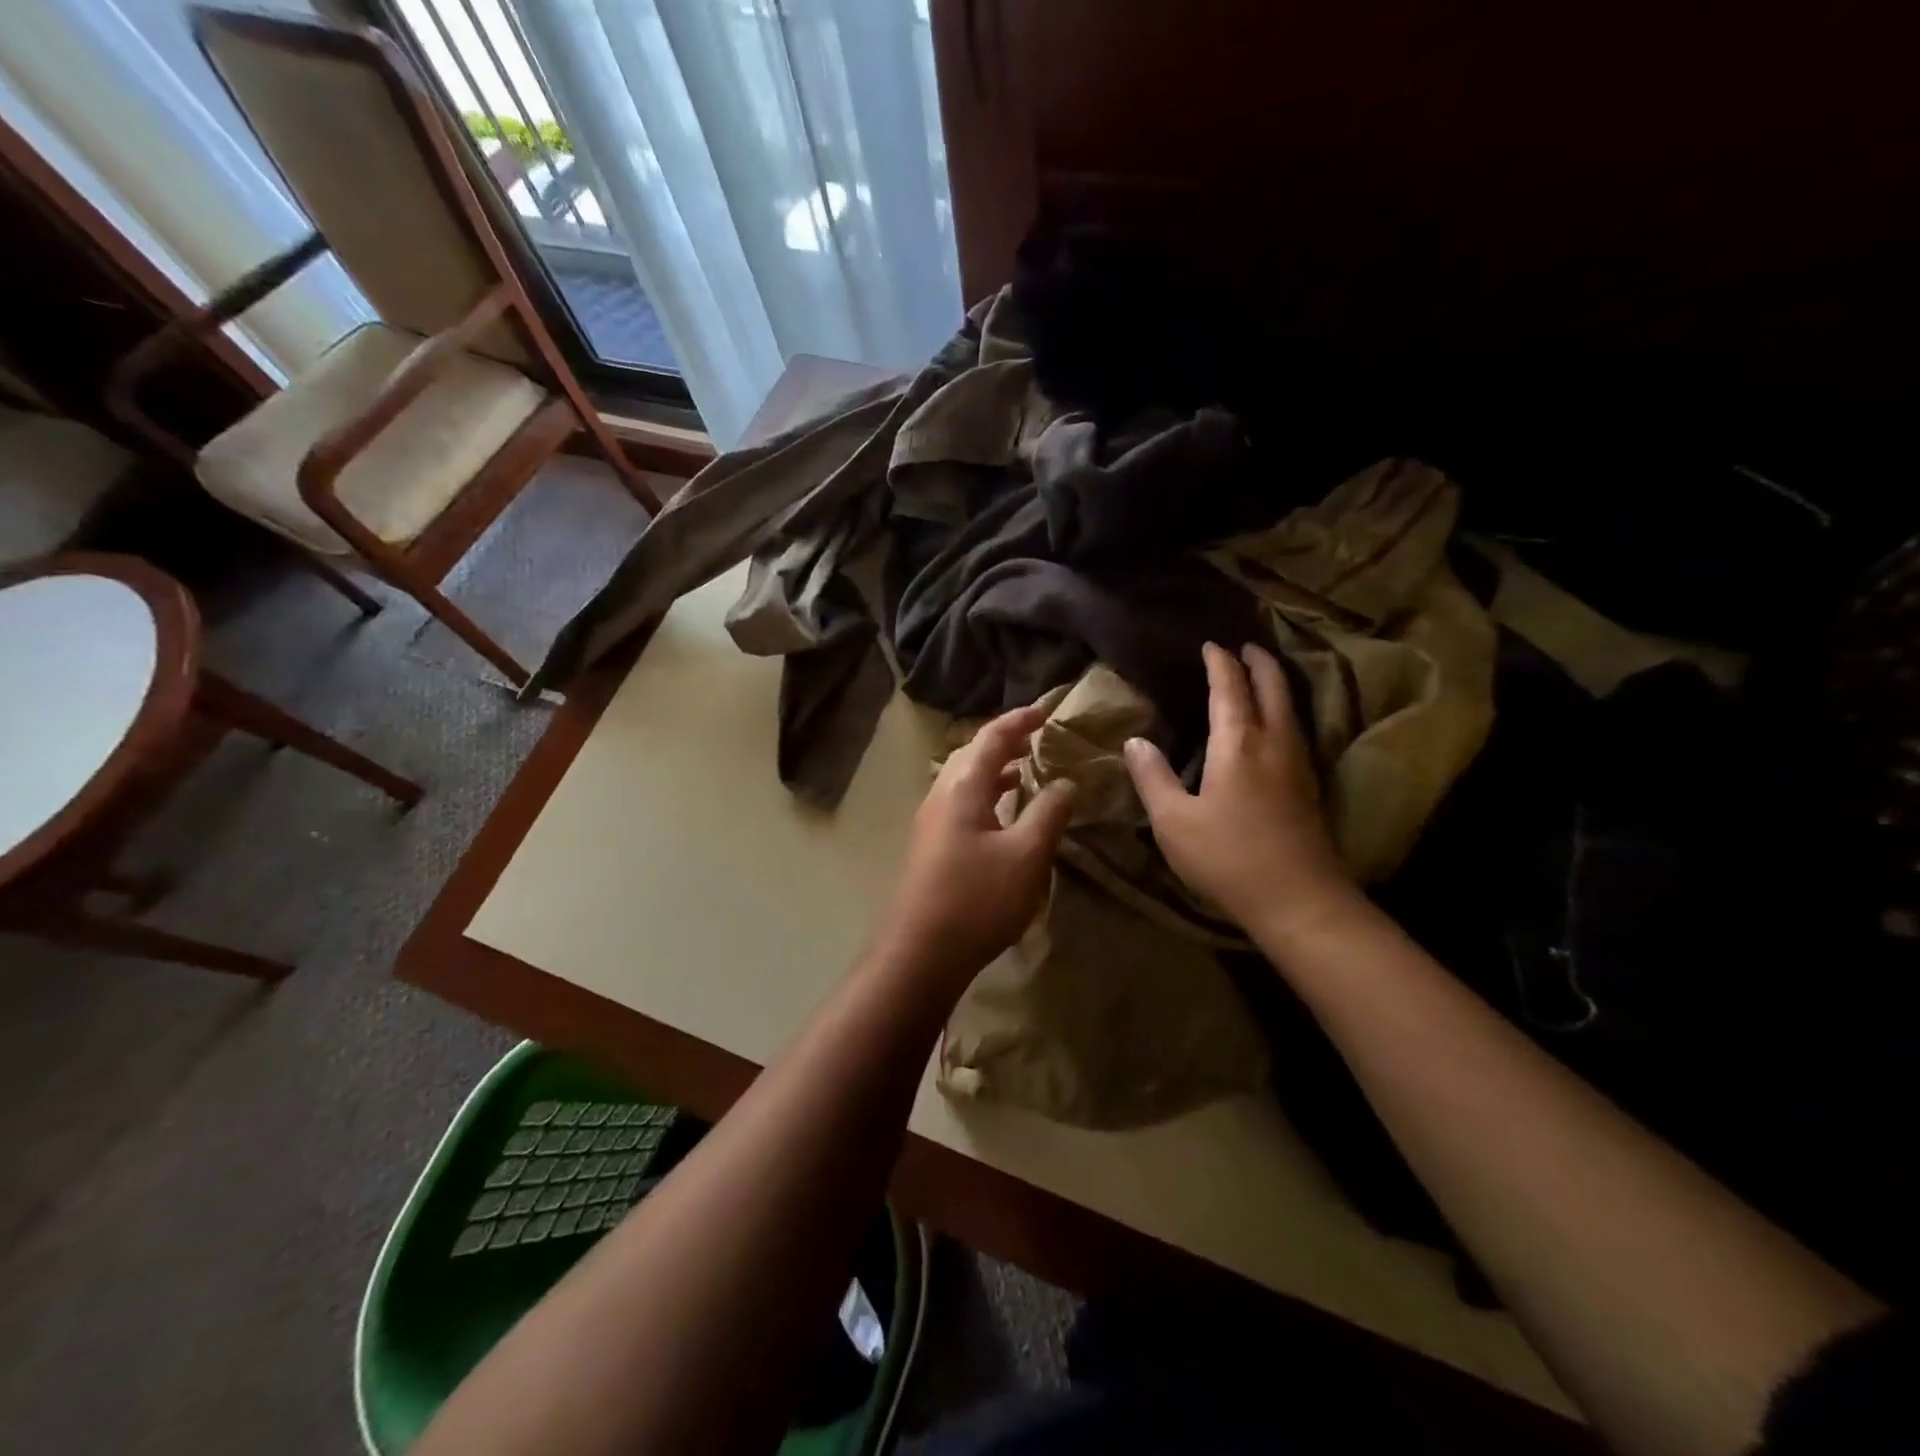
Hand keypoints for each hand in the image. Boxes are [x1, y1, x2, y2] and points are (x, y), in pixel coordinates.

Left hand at [869, 703, 1075, 986]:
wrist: (920, 953)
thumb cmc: (977, 899)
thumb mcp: (1026, 855)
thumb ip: (1048, 812)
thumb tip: (1065, 781)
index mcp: (962, 787)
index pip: (992, 737)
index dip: (1021, 720)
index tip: (1047, 710)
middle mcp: (941, 795)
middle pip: (972, 753)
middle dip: (1004, 741)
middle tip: (1036, 737)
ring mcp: (931, 822)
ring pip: (964, 779)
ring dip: (994, 768)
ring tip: (1025, 769)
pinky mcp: (931, 846)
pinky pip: (961, 803)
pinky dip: (986, 794)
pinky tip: (1003, 814)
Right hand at [1124, 642, 1353, 936]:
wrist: (1300, 901)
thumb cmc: (1228, 858)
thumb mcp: (1174, 821)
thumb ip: (1153, 778)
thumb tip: (1135, 742)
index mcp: (1238, 744)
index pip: (1229, 689)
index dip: (1220, 664)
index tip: (1211, 645)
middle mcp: (1274, 743)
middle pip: (1272, 688)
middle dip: (1259, 662)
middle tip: (1246, 646)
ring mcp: (1298, 765)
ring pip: (1290, 708)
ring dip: (1275, 684)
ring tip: (1261, 675)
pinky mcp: (1309, 787)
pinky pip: (1295, 730)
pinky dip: (1283, 711)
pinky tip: (1275, 726)